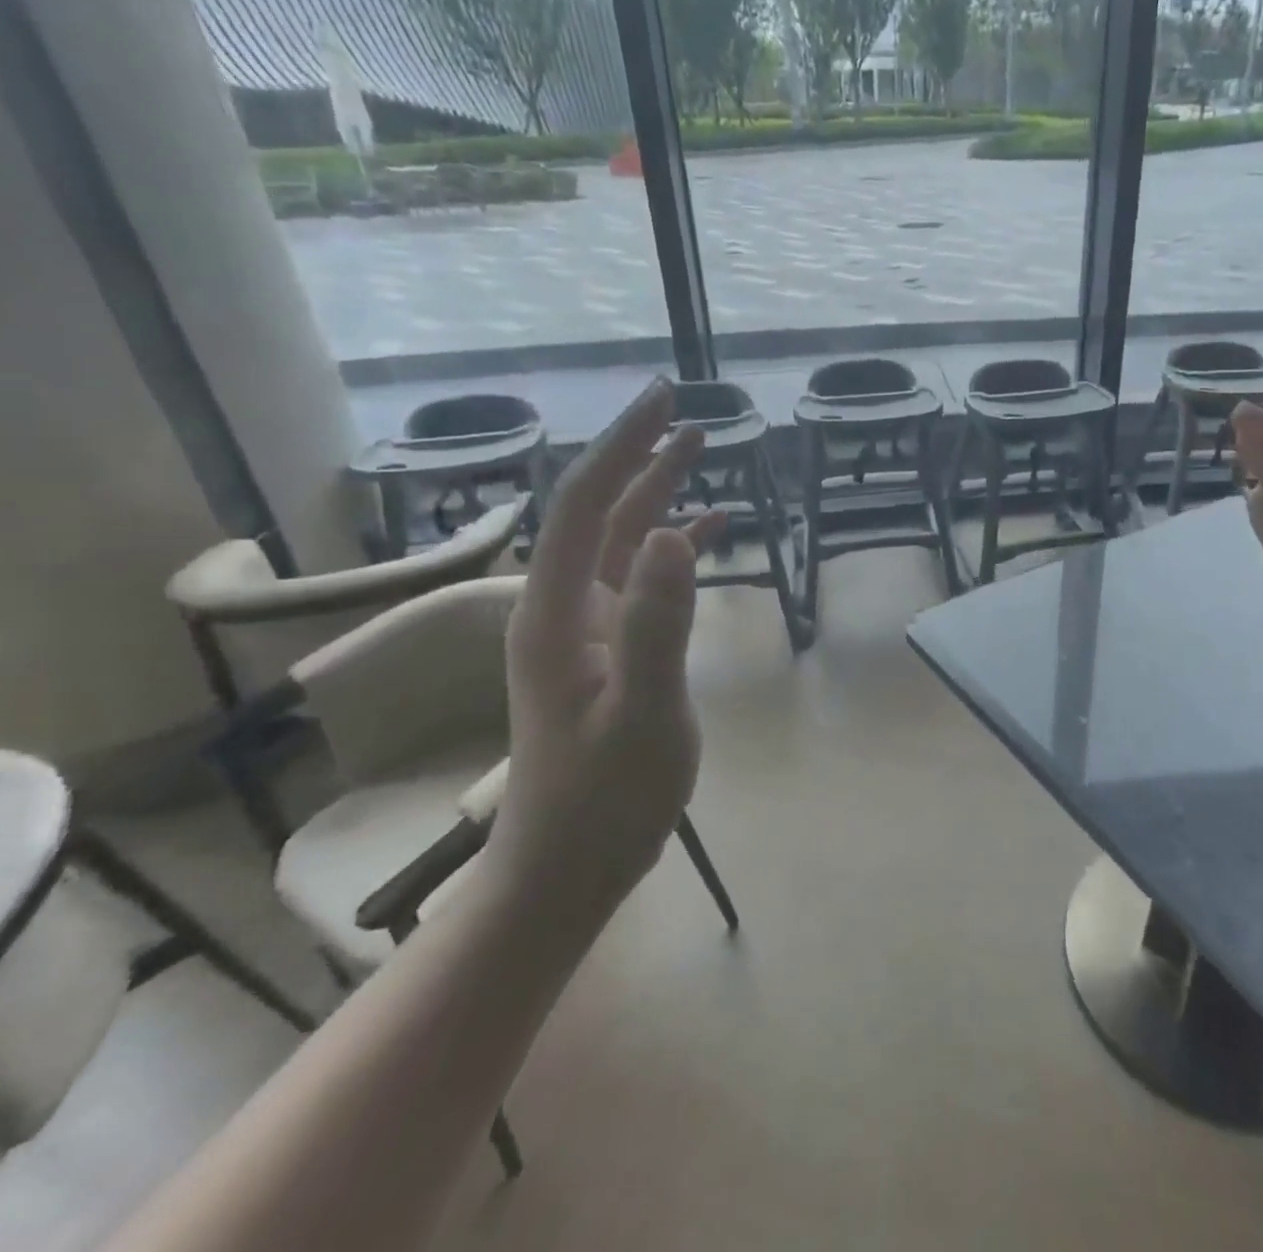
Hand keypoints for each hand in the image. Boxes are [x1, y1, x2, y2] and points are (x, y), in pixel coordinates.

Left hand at [486, 379, 722, 923]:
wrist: (571, 864)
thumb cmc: (607, 796)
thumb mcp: (645, 712)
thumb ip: (656, 623)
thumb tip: (670, 533)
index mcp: (555, 612)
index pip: (582, 505)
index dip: (621, 447)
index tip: (661, 400)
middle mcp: (560, 607)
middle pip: (597, 512)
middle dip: (637, 456)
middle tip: (684, 411)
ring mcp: (583, 629)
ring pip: (617, 541)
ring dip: (655, 495)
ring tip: (699, 452)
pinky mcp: (607, 649)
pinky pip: (637, 580)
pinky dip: (670, 548)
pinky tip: (706, 533)